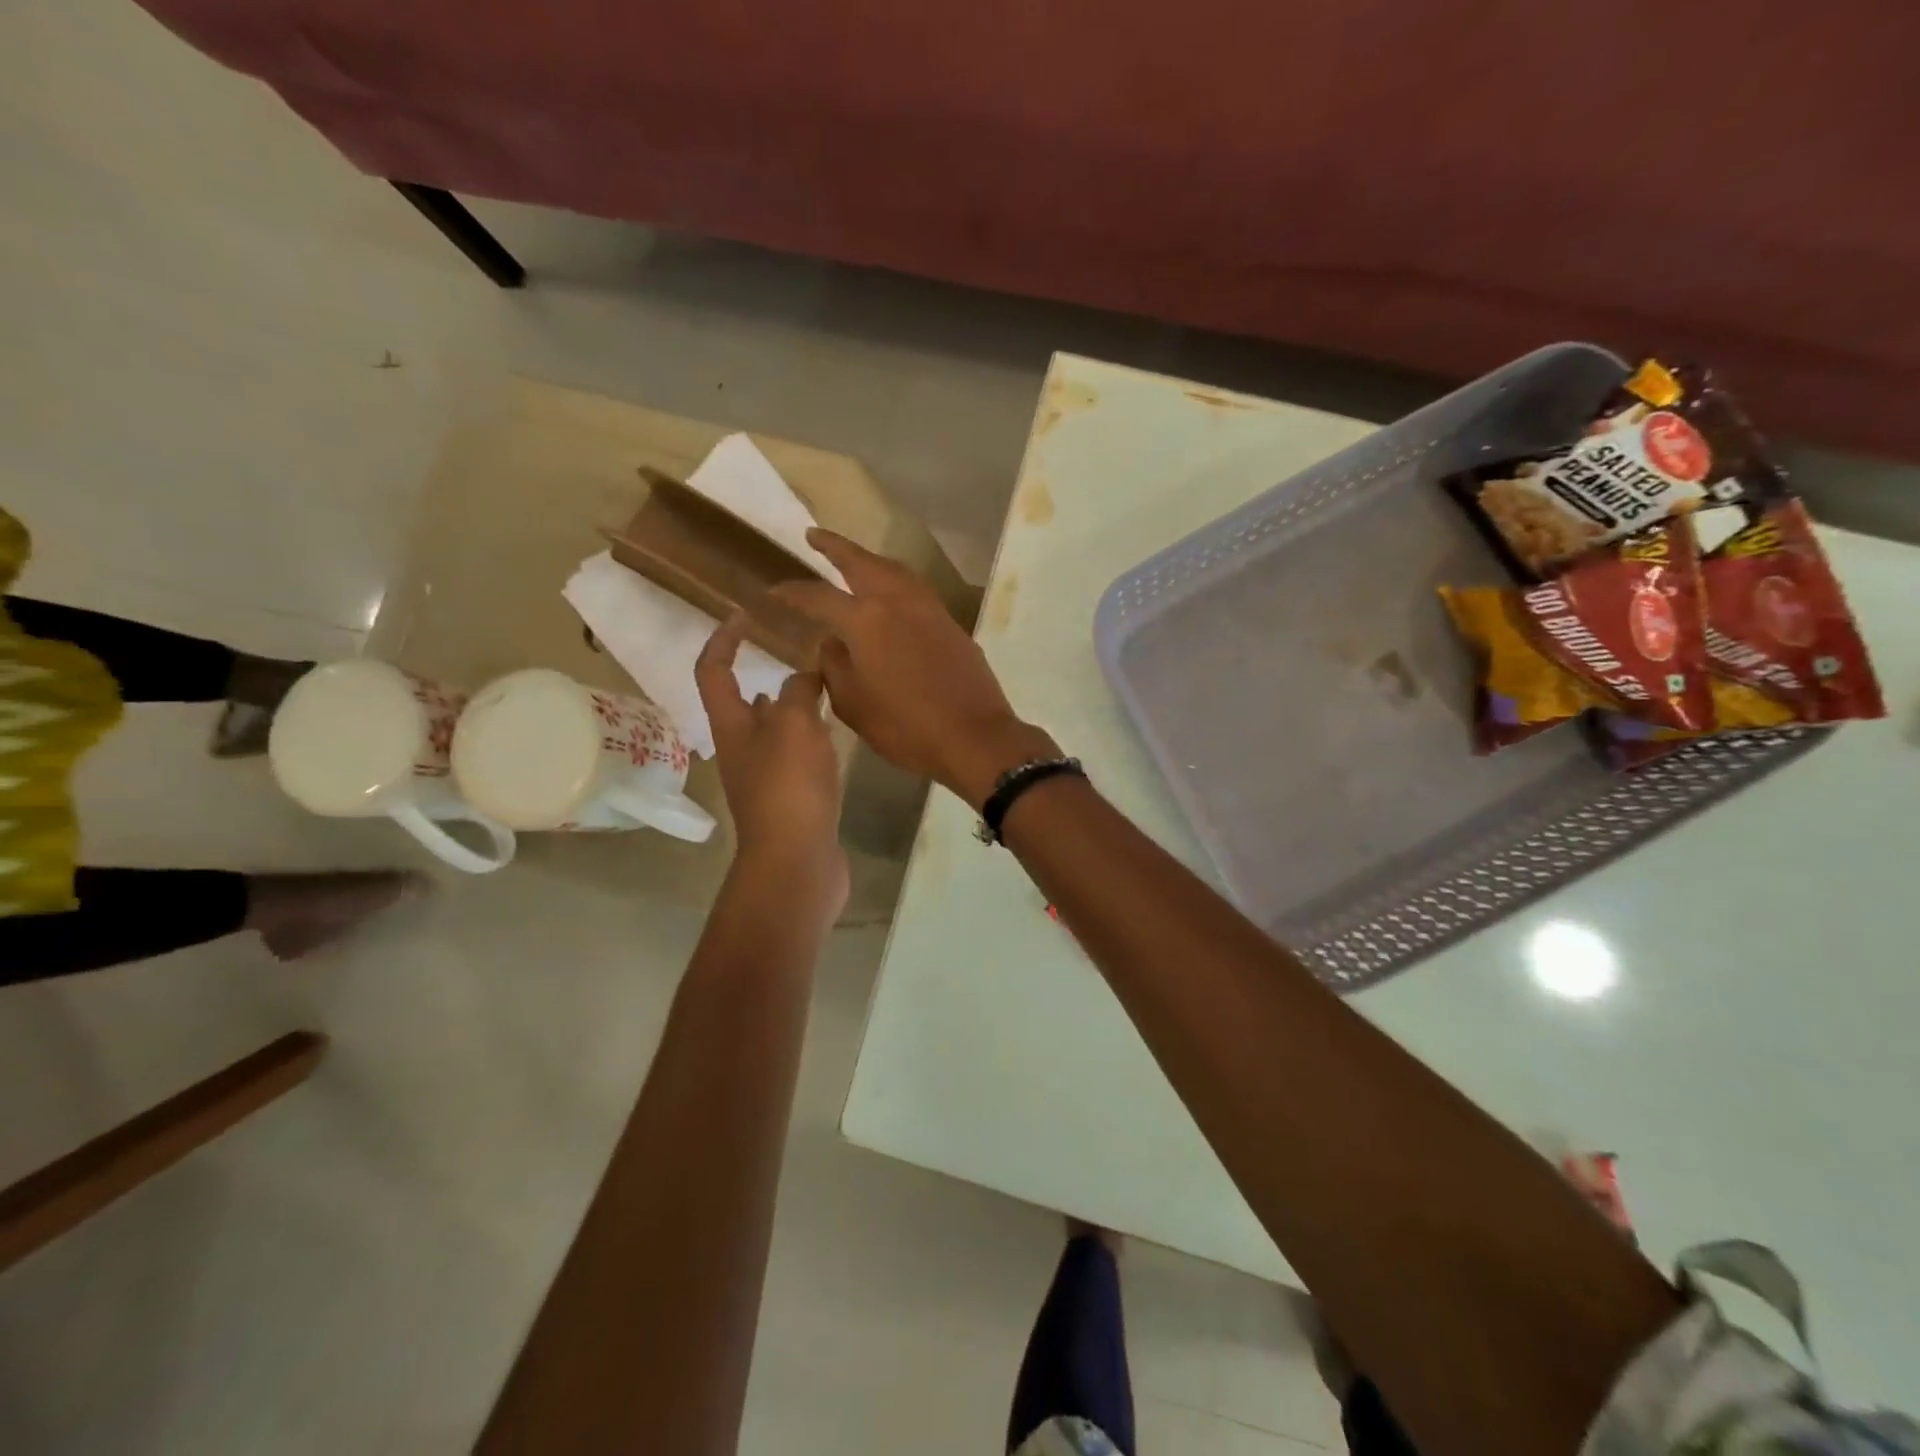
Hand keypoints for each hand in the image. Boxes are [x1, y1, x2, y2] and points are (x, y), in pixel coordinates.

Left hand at [695, 612, 847, 910]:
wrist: (797, 861)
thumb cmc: (789, 787)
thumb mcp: (796, 725)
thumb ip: (800, 692)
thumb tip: (804, 674)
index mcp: (732, 726)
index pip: (713, 671)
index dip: (724, 639)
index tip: (746, 613)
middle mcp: (742, 749)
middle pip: (743, 702)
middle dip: (764, 673)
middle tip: (799, 651)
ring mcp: (765, 777)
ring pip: (774, 729)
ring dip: (791, 706)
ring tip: (824, 686)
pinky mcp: (791, 799)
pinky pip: (797, 755)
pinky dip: (811, 737)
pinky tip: (835, 733)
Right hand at [773, 530, 1057, 809]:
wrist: (974, 736)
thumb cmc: (906, 728)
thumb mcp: (854, 705)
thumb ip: (835, 668)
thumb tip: (832, 643)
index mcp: (865, 621)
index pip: (819, 596)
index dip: (793, 592)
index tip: (774, 589)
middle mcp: (896, 602)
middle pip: (861, 562)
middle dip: (835, 546)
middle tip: (815, 535)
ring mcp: (928, 609)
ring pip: (894, 570)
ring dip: (869, 559)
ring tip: (854, 560)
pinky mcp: (950, 623)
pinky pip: (915, 588)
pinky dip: (895, 580)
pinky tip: (891, 593)